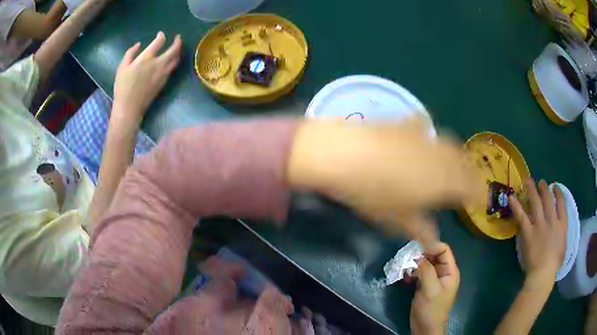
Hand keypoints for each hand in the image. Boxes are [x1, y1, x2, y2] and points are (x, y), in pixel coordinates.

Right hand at [112, 31, 181, 128]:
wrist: (129, 108)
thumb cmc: (123, 87)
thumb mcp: (122, 68)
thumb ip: (130, 53)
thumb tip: (138, 44)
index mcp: (146, 58)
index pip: (159, 42)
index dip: (161, 36)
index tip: (160, 34)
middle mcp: (158, 64)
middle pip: (174, 50)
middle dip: (178, 41)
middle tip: (178, 37)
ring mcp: (163, 74)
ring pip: (176, 60)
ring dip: (178, 51)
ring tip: (177, 47)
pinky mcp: (164, 82)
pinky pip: (172, 68)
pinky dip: (174, 61)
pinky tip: (171, 60)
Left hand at [287, 117, 484, 251]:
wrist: (345, 154)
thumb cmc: (372, 193)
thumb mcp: (397, 219)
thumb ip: (421, 230)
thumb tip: (433, 242)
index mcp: (445, 182)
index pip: (473, 188)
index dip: (480, 195)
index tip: (481, 202)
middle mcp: (442, 156)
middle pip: (466, 164)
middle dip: (470, 176)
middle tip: (467, 186)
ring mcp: (425, 136)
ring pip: (451, 145)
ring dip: (455, 157)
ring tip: (450, 167)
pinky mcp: (407, 123)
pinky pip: (427, 129)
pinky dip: (430, 139)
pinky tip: (421, 144)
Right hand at [410, 243, 459, 334]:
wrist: (425, 328)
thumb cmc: (431, 309)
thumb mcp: (430, 289)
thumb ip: (426, 270)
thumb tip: (417, 255)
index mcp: (450, 271)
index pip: (443, 250)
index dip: (431, 246)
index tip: (416, 248)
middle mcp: (443, 272)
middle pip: (434, 255)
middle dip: (421, 255)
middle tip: (406, 257)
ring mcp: (434, 279)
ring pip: (425, 264)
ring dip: (415, 264)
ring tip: (404, 267)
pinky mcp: (425, 285)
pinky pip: (420, 273)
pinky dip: (412, 272)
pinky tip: (405, 277)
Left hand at [510, 179, 566, 286]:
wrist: (543, 273)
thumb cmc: (555, 264)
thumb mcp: (563, 246)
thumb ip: (561, 234)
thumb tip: (559, 228)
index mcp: (562, 225)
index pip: (561, 204)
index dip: (558, 193)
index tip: (555, 187)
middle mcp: (552, 220)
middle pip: (548, 199)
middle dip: (544, 189)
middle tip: (541, 182)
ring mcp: (540, 224)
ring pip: (536, 203)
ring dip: (532, 190)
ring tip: (528, 181)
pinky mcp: (528, 231)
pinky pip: (521, 216)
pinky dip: (516, 206)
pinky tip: (512, 198)